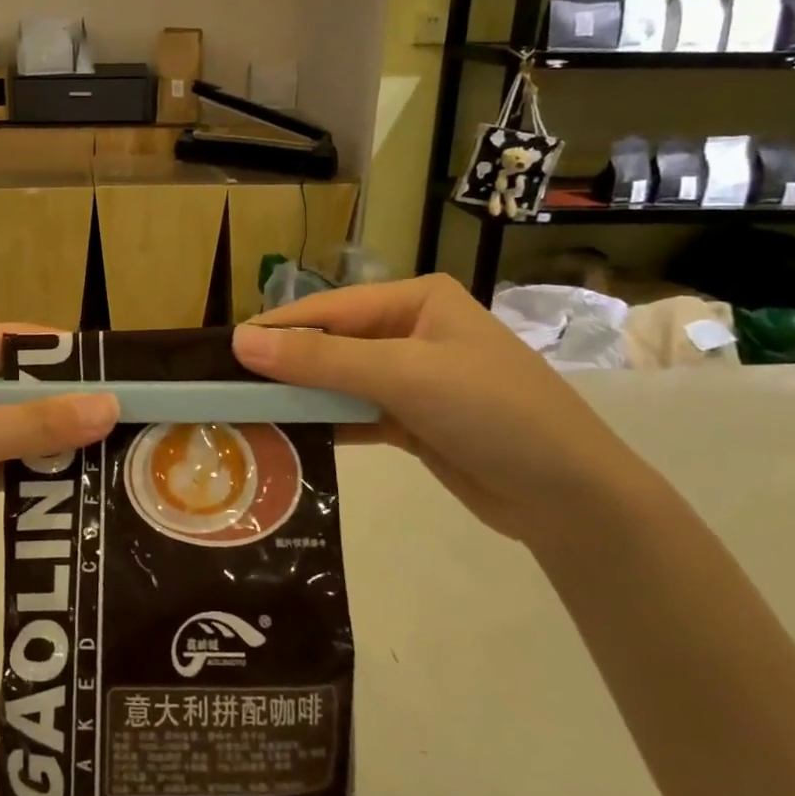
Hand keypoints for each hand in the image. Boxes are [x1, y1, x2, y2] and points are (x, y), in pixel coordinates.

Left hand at [0, 325, 117, 602]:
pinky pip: (10, 464)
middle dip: (67, 404)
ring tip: (118, 449)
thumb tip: (111, 406)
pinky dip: (40, 471)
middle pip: (20, 386)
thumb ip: (35, 423)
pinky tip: (82, 480)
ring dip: (57, 442)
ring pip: (19, 427)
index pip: (13, 341)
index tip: (122, 372)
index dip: (66, 357)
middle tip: (131, 417)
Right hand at [230, 275, 654, 547]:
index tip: (224, 350)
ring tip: (248, 412)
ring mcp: (413, 378)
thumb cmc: (491, 411)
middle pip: (333, 344)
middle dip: (286, 366)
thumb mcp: (403, 376)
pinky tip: (290, 435)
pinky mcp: (413, 420)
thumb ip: (321, 361)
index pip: (330, 309)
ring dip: (302, 397)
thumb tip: (240, 341)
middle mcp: (412, 331)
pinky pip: (356, 412)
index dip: (278, 329)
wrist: (570, 495)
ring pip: (341, 380)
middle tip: (228, 387)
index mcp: (416, 300)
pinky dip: (327, 422)